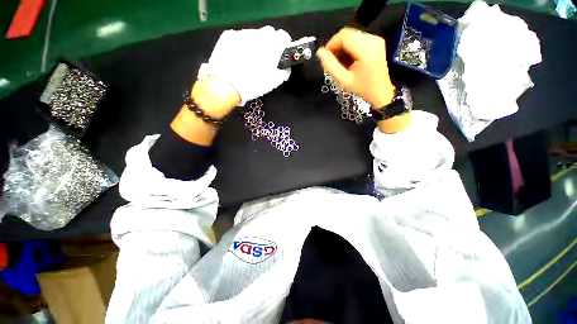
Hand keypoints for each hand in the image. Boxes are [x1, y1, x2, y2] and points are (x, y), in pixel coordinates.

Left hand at [198, 26, 292, 105]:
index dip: (283, 45)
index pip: (284, 36)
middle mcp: (258, 35)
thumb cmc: (253, 84)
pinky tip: (238, 57)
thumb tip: (286, 68)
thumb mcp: (274, 82)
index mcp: (272, 46)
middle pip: (269, 33)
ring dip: (255, 43)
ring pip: (254, 34)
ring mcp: (242, 33)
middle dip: (270, 43)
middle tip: (265, 58)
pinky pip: (239, 37)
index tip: (281, 53)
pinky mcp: (229, 35)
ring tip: (249, 59)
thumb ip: (284, 72)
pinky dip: (241, 44)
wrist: (227, 85)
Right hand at [317, 28, 395, 107]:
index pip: (344, 36)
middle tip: (333, 62)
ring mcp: (375, 39)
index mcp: (366, 49)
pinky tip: (349, 60)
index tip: (326, 57)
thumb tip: (320, 52)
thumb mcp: (344, 80)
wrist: (380, 92)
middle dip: (336, 46)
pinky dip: (349, 47)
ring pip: (352, 35)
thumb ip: (331, 66)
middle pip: (347, 34)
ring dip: (342, 47)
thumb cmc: (362, 88)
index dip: (331, 44)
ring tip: (342, 63)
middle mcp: (372, 39)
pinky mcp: (376, 41)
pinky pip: (357, 39)